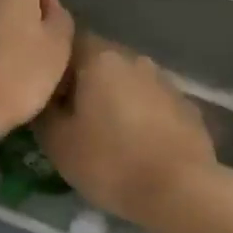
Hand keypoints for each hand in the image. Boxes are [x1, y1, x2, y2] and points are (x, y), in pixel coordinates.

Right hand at [36, 35, 220, 229]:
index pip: (69, 43)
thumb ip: (45, 112)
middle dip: (86, 83)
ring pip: (129, 82)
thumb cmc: (110, 162)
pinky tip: (138, 145)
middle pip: (101, 61)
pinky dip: (142, 116)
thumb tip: (45, 99)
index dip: (55, 66)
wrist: (180, 190)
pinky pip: (154, 103)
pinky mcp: (187, 106)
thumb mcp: (58, 143)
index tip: (48, 94)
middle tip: (73, 117)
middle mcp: (135, 59)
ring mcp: (165, 81)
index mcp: (100, 59)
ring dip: (116, 99)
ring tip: (107, 134)